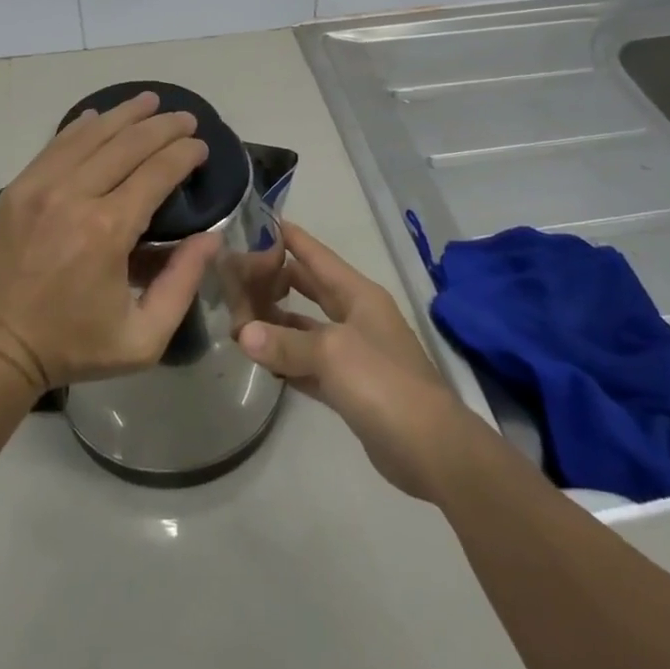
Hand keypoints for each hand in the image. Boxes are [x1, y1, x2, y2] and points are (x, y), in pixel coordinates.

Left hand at [0, 91, 220, 392]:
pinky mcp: (16, 189)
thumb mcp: (142, 338)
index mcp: (108, 230)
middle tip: (186, 118)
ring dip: (125, 114)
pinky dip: (82, 126)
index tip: (201, 146)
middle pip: (128, 143)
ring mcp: (40, 187)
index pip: (157, 171)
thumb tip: (211, 237)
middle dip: (163, 126)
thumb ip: (182, 284)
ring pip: (91, 134)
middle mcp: (74, 196)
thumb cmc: (71, 347)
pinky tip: (100, 116)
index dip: (184, 153)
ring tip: (150, 101)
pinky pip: (56, 144)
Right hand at [237, 223, 477, 500]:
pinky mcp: (350, 388)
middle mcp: (357, 317)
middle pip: (311, 289)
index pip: (318, 257)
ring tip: (240, 317)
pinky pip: (310, 364)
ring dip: (278, 323)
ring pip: (307, 329)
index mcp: (359, 295)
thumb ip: (285, 342)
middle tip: (238, 273)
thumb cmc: (383, 381)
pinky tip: (262, 359)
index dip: (293, 239)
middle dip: (278, 280)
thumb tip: (243, 334)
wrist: (431, 447)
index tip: (261, 222)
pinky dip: (288, 360)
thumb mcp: (331, 353)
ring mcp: (355, 353)